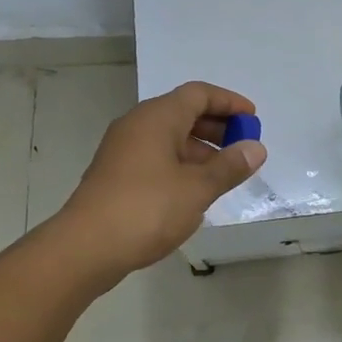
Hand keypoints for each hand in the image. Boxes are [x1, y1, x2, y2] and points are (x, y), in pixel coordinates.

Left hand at [55, 81, 267, 280]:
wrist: (85, 248)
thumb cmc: (146, 209)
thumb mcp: (197, 188)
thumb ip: (229, 166)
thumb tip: (256, 148)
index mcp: (157, 118)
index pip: (198, 94)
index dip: (229, 102)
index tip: (253, 119)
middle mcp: (137, 125)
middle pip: (183, 113)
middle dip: (217, 126)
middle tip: (243, 146)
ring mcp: (123, 150)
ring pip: (169, 137)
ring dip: (200, 149)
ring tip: (225, 173)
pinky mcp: (116, 175)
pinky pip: (156, 157)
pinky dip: (181, 164)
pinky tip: (195, 191)